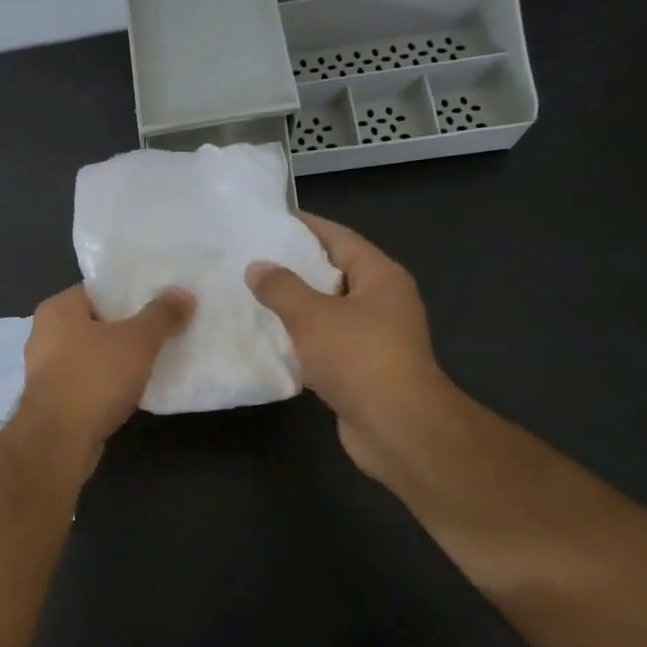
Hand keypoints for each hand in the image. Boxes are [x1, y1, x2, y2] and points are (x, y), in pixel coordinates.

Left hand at [15, 284, 193, 471]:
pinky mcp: (54, 399)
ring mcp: (47, 369)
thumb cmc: (94, 378)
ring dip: (121, 358)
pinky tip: (136, 389)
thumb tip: (182, 293)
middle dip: (129, 326)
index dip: (131, 293)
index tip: (162, 300)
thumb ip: (161, 315)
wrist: (59, 441)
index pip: (98, 290)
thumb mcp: (137, 341)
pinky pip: (89, 380)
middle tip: (166, 328)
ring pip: (93, 353)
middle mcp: (45, 334)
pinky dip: (110, 382)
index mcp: (57, 309)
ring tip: (157, 358)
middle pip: (97, 321)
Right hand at [246, 215, 457, 480]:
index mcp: (380, 276)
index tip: (268, 220)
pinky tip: (267, 337)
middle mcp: (382, 300)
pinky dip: (299, 336)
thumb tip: (257, 267)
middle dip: (293, 266)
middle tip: (250, 257)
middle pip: (333, 272)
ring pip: (326, 309)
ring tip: (250, 294)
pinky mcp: (361, 366)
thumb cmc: (358, 358)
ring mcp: (374, 335)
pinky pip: (324, 340)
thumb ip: (280, 287)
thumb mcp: (311, 315)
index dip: (305, 226)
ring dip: (293, 304)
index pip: (339, 237)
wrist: (396, 426)